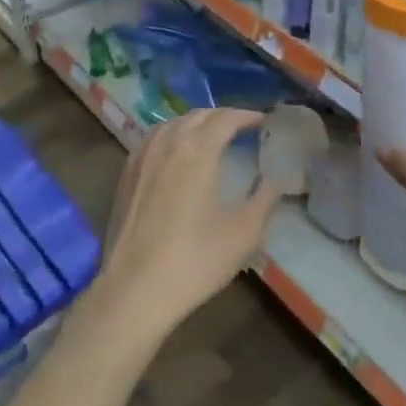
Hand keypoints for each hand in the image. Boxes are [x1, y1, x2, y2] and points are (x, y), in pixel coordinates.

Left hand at [91, 109, 282, 344]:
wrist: (135, 289)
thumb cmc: (196, 259)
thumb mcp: (244, 232)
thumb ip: (265, 198)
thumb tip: (279, 178)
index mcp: (198, 150)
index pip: (226, 118)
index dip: (247, 116)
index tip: (263, 121)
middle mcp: (168, 142)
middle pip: (199, 116)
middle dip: (223, 117)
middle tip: (242, 129)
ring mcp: (142, 156)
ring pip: (173, 124)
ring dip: (196, 123)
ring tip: (212, 137)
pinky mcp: (126, 174)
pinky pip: (154, 139)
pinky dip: (172, 135)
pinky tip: (177, 153)